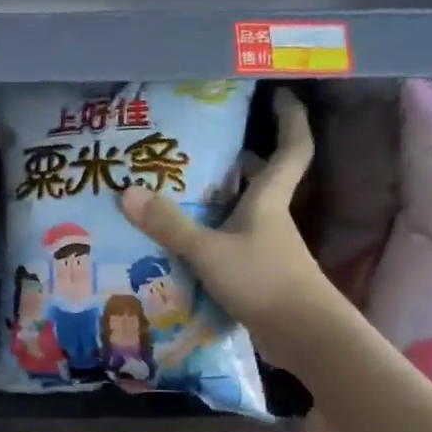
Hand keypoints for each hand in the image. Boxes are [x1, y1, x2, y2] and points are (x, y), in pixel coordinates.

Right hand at [118, 89, 340, 373]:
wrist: (303, 335)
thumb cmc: (263, 280)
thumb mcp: (208, 251)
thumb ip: (169, 225)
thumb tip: (127, 192)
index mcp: (268, 201)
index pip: (291, 148)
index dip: (289, 119)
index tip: (281, 95)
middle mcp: (271, 219)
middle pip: (262, 179)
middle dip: (242, 159)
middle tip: (206, 148)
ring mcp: (266, 249)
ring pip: (244, 212)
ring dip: (221, 200)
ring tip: (182, 190)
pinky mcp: (258, 275)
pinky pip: (232, 243)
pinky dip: (212, 236)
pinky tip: (185, 243)